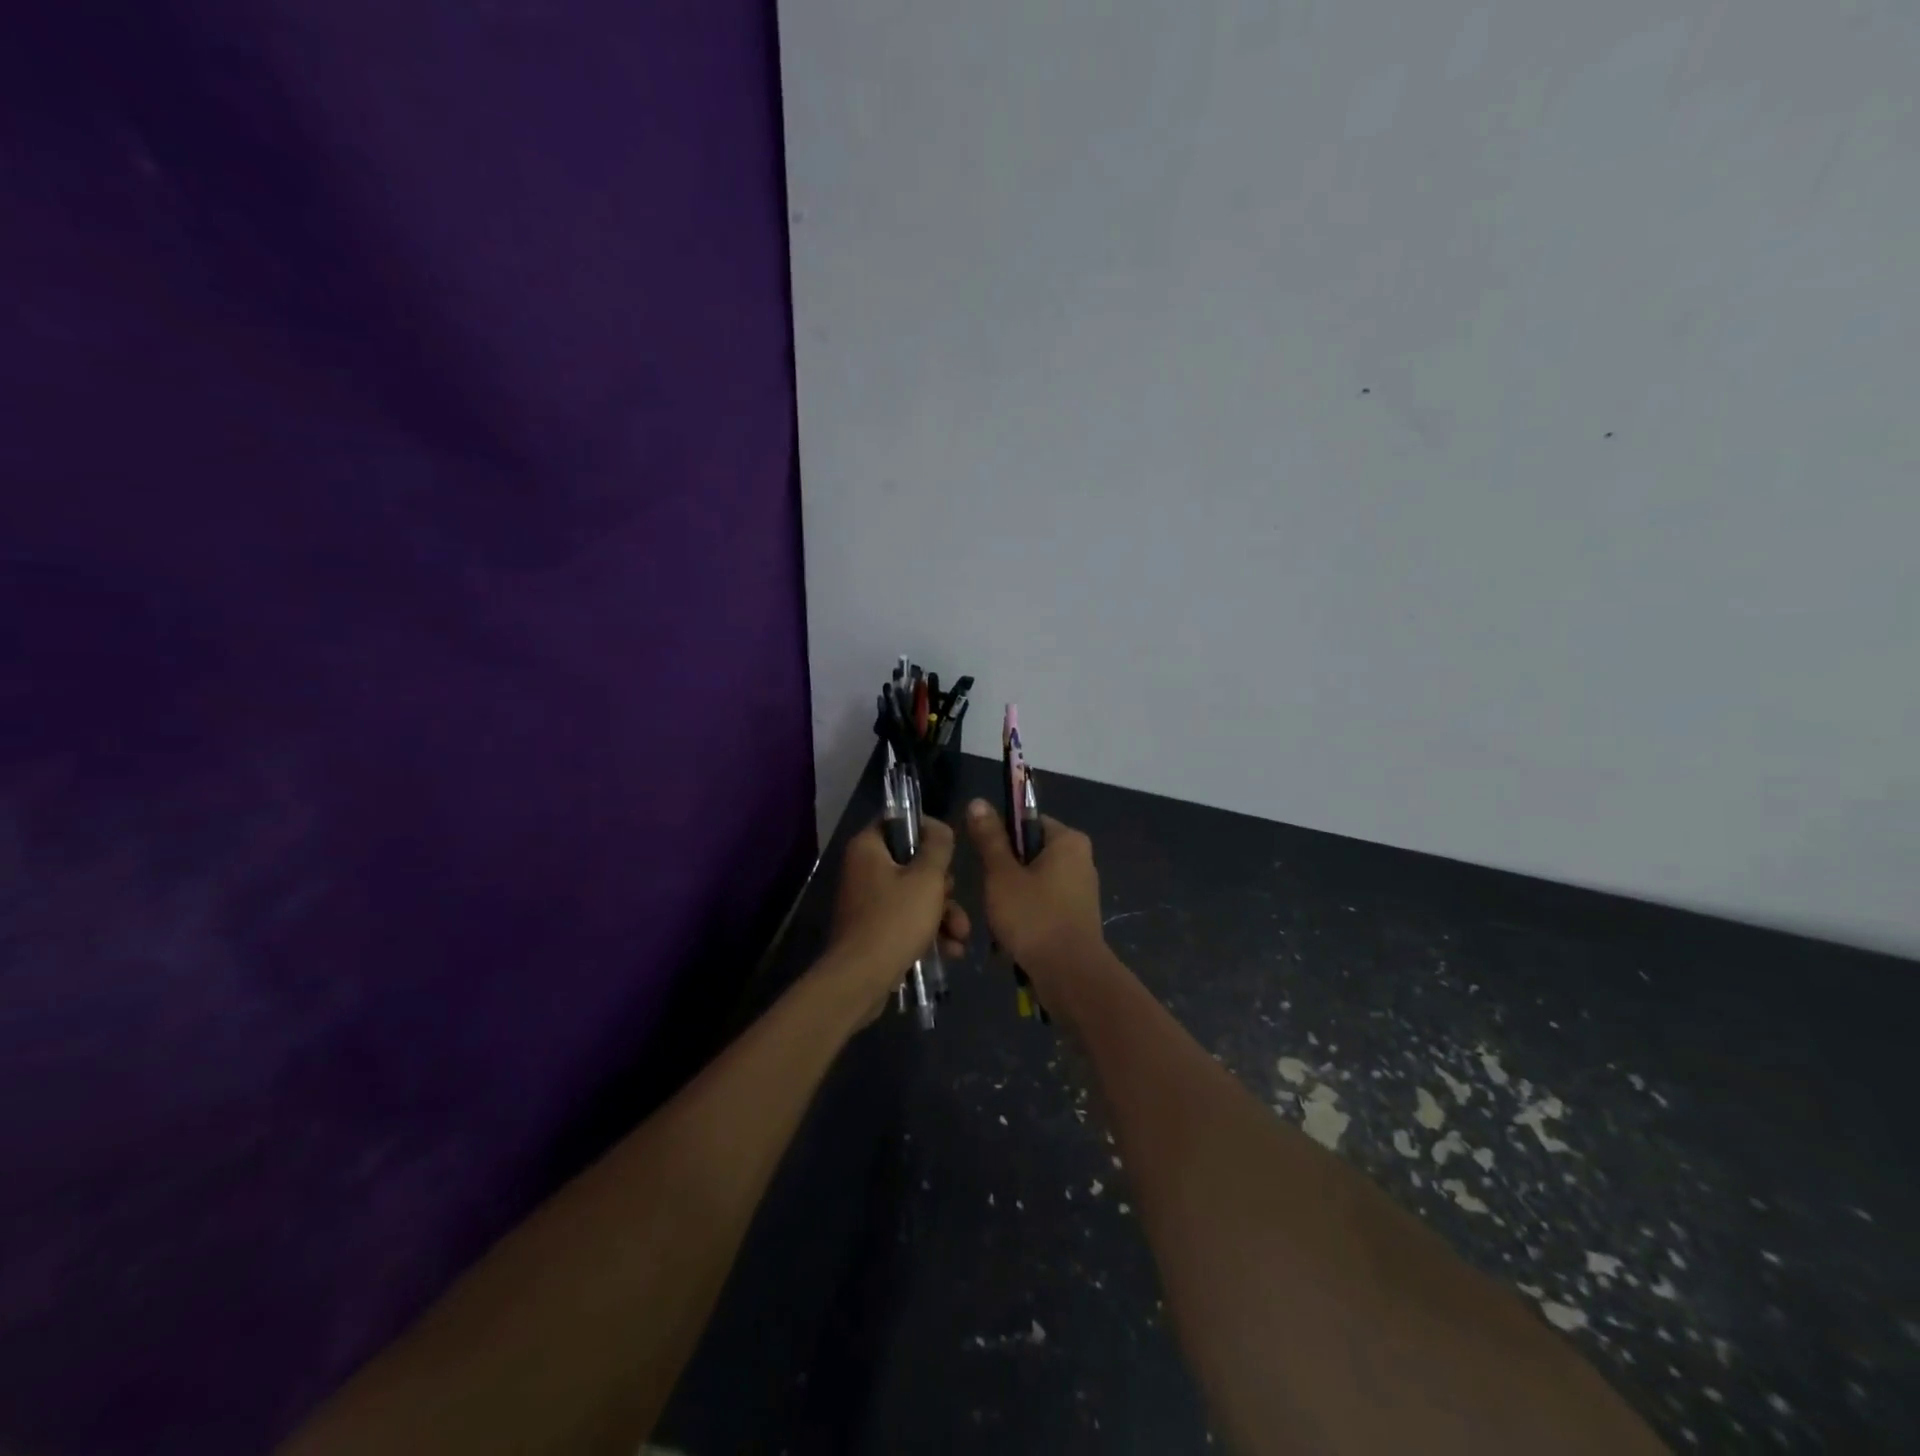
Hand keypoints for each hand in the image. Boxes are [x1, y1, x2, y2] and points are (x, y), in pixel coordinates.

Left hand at [823, 818, 969, 1011]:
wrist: (862, 980)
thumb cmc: (895, 920)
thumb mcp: (927, 878)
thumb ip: (938, 846)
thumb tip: (938, 826)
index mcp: (868, 848)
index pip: (897, 822)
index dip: (926, 830)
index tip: (948, 846)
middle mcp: (864, 869)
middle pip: (912, 863)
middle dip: (943, 886)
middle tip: (953, 898)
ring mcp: (868, 902)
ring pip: (915, 895)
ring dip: (943, 913)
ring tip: (961, 935)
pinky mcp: (874, 930)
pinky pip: (906, 920)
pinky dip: (928, 931)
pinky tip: (951, 950)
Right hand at [965, 799, 1104, 987]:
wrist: (1069, 976)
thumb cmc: (1034, 917)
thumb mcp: (1002, 875)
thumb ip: (990, 838)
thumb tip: (978, 801)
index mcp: (1068, 841)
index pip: (1026, 822)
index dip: (1000, 837)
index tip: (983, 859)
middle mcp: (1080, 860)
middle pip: (1029, 854)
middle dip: (1004, 874)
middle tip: (989, 892)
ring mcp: (1081, 891)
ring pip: (1033, 883)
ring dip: (1011, 899)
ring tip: (998, 919)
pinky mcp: (1077, 917)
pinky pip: (1043, 905)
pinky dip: (1026, 916)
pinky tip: (1012, 936)